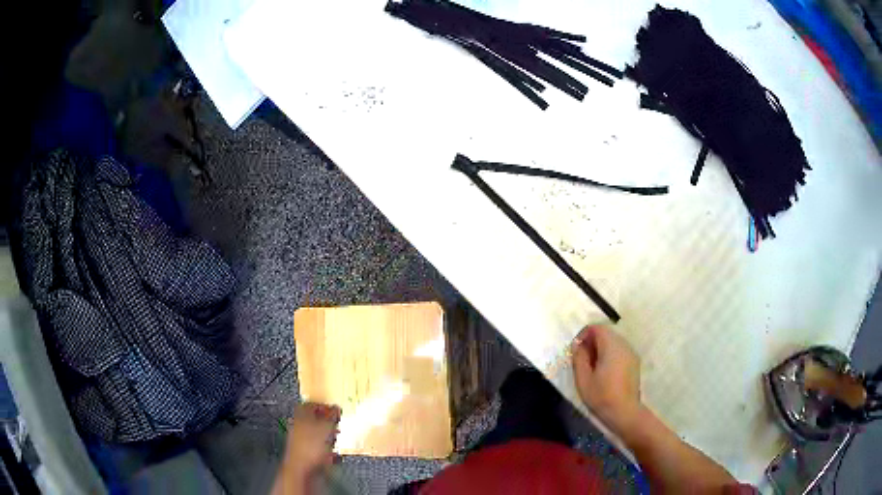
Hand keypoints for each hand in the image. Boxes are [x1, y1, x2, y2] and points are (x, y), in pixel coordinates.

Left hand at [274, 403, 340, 494]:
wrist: (301, 470)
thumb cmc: (308, 448)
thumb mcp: (326, 427)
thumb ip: (331, 416)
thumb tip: (336, 408)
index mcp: (300, 416)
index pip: (309, 404)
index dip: (322, 405)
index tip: (332, 407)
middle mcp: (298, 427)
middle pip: (312, 419)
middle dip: (325, 421)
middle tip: (336, 421)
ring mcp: (300, 442)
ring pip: (315, 434)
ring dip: (327, 435)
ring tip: (336, 436)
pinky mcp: (305, 454)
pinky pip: (318, 448)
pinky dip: (326, 448)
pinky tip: (333, 452)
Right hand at [571, 326, 642, 434]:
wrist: (625, 412)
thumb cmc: (602, 396)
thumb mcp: (583, 379)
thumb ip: (579, 358)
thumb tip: (578, 345)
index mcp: (611, 346)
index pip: (597, 328)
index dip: (584, 335)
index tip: (576, 350)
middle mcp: (624, 345)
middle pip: (606, 333)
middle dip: (592, 341)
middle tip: (582, 359)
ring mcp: (631, 353)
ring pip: (614, 342)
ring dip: (601, 348)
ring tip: (592, 367)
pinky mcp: (634, 362)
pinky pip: (620, 351)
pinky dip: (610, 354)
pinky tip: (605, 372)